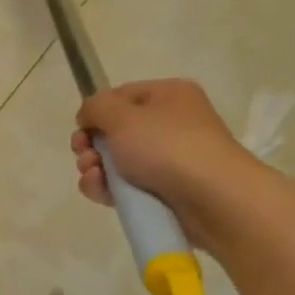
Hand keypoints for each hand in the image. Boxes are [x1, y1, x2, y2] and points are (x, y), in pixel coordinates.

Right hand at [72, 79, 257, 242]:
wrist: (213, 199)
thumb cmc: (166, 146)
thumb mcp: (122, 116)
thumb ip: (95, 108)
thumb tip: (88, 117)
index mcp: (168, 96)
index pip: (119, 97)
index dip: (96, 112)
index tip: (81, 128)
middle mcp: (170, 124)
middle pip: (114, 131)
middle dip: (90, 145)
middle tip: (85, 156)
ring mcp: (169, 160)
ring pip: (116, 161)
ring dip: (94, 168)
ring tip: (93, 176)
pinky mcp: (164, 191)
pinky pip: (126, 186)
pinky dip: (107, 188)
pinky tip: (100, 192)